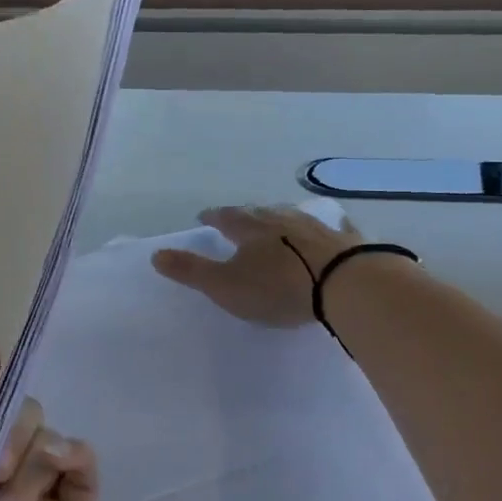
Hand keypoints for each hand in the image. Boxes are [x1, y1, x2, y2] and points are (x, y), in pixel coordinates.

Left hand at [0, 345, 98, 500]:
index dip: (0, 386)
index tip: (5, 364)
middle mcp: (0, 470)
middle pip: (27, 415)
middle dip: (11, 433)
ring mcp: (37, 496)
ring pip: (52, 439)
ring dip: (28, 464)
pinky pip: (84, 467)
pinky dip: (71, 457)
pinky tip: (54, 469)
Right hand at [151, 204, 362, 326]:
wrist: (343, 285)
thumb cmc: (278, 288)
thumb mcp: (225, 285)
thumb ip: (191, 271)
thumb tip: (156, 254)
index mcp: (250, 228)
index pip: (225, 217)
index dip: (213, 217)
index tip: (204, 217)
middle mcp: (282, 219)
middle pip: (259, 212)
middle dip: (246, 215)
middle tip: (239, 218)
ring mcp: (317, 226)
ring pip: (294, 216)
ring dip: (282, 218)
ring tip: (277, 221)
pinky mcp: (345, 240)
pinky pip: (334, 228)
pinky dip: (327, 228)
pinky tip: (333, 226)